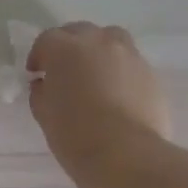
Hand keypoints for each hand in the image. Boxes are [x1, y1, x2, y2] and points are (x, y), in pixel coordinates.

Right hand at [26, 21, 171, 177]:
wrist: (124, 155)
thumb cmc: (74, 135)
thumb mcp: (45, 114)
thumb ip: (41, 92)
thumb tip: (45, 84)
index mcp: (66, 49)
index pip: (47, 40)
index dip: (39, 56)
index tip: (36, 74)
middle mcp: (99, 42)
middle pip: (80, 32)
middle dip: (68, 47)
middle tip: (63, 71)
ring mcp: (129, 55)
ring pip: (110, 40)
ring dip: (97, 51)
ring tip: (93, 76)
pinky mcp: (150, 74)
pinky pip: (129, 62)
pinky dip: (118, 70)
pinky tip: (115, 94)